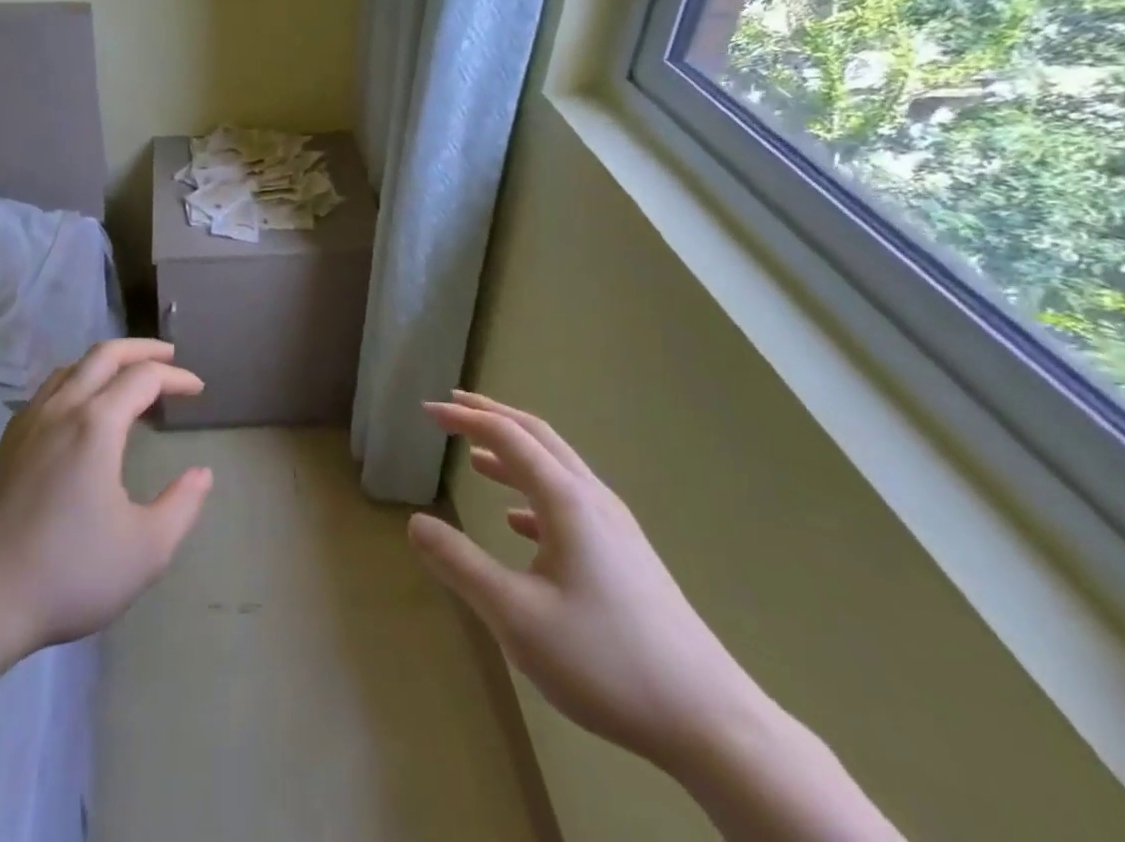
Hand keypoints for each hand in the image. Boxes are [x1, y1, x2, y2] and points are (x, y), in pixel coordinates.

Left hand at [0, 339, 213, 660]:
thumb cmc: (70, 574)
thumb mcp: (146, 550)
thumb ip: (182, 506)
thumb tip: (202, 474)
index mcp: (96, 424)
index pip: (144, 378)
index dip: (176, 378)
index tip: (199, 391)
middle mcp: (61, 409)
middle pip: (105, 354)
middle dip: (142, 349)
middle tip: (169, 357)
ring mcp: (28, 422)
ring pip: (72, 368)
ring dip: (107, 364)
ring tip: (129, 383)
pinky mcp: (7, 443)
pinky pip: (49, 391)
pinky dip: (78, 383)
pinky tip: (83, 414)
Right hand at [408, 391, 769, 772]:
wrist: (709, 719)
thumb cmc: (606, 661)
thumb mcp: (517, 617)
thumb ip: (461, 565)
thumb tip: (414, 523)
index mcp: (565, 500)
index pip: (506, 436)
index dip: (464, 418)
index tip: (427, 410)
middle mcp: (592, 498)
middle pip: (536, 435)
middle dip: (491, 416)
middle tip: (452, 405)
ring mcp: (615, 526)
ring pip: (556, 467)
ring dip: (513, 452)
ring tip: (475, 456)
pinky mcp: (626, 555)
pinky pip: (570, 501)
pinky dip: (534, 494)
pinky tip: (517, 521)